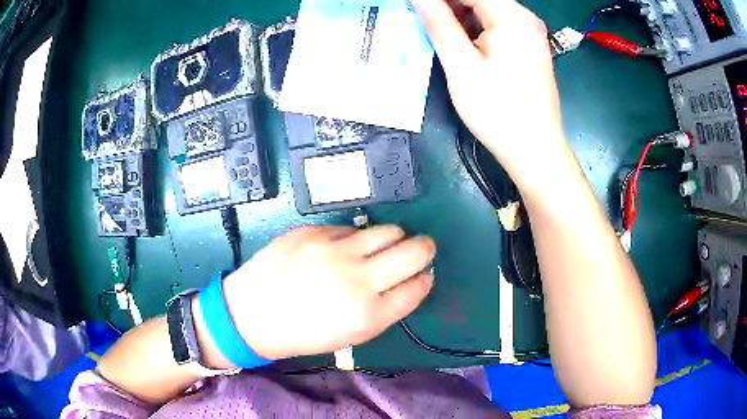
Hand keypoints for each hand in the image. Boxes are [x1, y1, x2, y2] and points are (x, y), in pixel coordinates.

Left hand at [221, 225, 435, 360]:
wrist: (252, 313)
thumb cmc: (303, 332)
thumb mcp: (350, 334)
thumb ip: (385, 308)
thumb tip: (410, 281)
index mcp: (368, 314)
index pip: (418, 287)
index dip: (425, 279)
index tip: (422, 276)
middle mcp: (359, 278)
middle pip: (416, 251)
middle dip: (425, 249)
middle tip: (419, 251)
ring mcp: (336, 250)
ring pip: (389, 230)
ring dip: (395, 238)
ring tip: (384, 246)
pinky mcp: (315, 231)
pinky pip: (353, 228)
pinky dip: (358, 238)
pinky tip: (344, 248)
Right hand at [413, 0, 570, 186]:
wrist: (535, 150)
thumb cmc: (498, 110)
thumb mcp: (461, 65)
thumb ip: (438, 23)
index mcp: (512, 16)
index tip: (415, 7)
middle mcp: (525, 19)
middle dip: (447, 7)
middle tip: (422, 21)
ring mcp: (530, 33)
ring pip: (486, 11)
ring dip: (459, 18)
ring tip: (435, 33)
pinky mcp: (529, 48)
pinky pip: (497, 26)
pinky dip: (474, 29)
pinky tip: (460, 44)